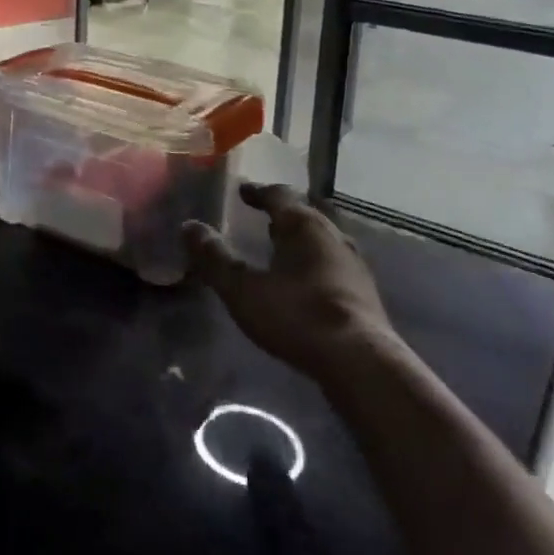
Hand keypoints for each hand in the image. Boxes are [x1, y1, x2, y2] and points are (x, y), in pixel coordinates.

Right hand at [182, 184, 393, 380]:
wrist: (361, 362)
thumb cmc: (297, 315)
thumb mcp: (243, 289)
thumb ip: (215, 258)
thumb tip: (188, 226)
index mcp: (303, 225)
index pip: (278, 195)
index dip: (258, 192)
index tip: (242, 191)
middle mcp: (332, 236)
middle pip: (304, 215)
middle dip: (282, 215)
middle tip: (262, 218)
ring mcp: (353, 265)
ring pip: (321, 240)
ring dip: (300, 240)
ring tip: (281, 249)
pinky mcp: (364, 294)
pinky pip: (332, 265)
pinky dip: (314, 264)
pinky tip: (305, 283)